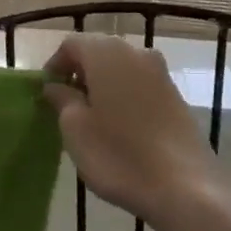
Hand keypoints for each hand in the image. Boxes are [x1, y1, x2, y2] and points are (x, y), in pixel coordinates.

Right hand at [42, 35, 215, 223]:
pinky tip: (119, 126)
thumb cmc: (118, 154)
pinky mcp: (176, 95)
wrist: (184, 186)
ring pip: (121, 68)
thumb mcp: (75, 129)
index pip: (71, 44)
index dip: (55, 65)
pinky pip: (140, 84)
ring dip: (102, 84)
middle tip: (66, 105)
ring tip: (92, 118)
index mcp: (107, 53)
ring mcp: (160, 72)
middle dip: (79, 73)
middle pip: (98, 51)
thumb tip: (56, 86)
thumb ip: (62, 100)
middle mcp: (136, 52)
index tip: (47, 94)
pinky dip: (124, 95)